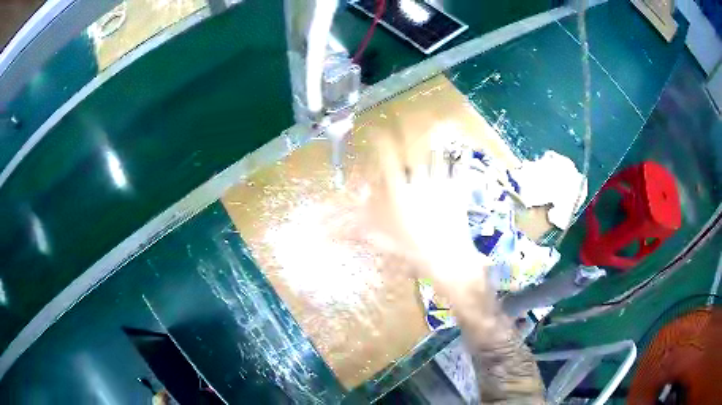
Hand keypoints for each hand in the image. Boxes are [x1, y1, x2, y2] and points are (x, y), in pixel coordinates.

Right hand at [352, 133, 491, 299]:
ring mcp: (441, 185)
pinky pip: (460, 168)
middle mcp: (419, 183)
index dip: (381, 143)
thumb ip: (364, 228)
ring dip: (435, 141)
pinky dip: (460, 156)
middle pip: (415, 151)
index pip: (388, 161)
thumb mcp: (385, 241)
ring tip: (434, 127)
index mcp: (400, 194)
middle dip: (410, 133)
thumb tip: (343, 224)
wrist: (449, 260)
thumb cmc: (414, 251)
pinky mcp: (458, 191)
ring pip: (437, 155)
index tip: (377, 131)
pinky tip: (461, 147)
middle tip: (408, 121)